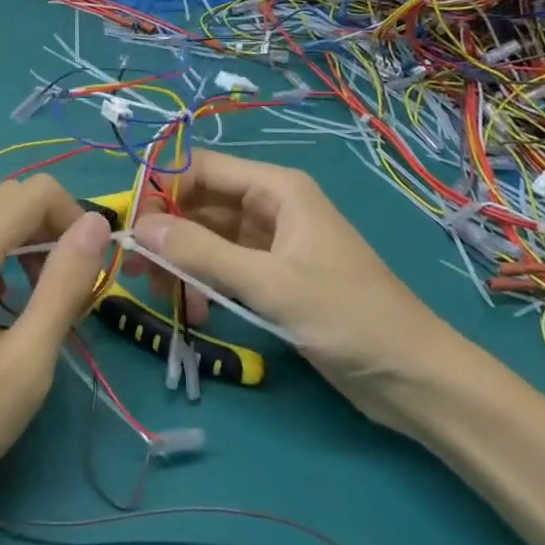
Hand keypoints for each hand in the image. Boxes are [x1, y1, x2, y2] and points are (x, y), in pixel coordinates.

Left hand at [0, 176, 110, 540]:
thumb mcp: (24, 368)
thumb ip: (64, 286)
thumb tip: (94, 225)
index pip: (33, 192)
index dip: (73, 216)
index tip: (88, 268)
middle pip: (7, 197)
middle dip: (48, 228)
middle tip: (65, 289)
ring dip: (19, 239)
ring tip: (35, 300)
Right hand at [130, 149, 465, 430]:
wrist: (412, 376)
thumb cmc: (346, 316)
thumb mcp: (268, 283)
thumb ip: (201, 252)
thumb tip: (138, 227)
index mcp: (276, 188)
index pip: (202, 169)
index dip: (162, 189)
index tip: (131, 227)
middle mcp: (271, 206)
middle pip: (201, 203)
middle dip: (168, 233)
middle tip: (138, 271)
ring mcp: (272, 243)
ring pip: (209, 238)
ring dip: (183, 263)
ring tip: (165, 298)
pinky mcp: (274, 276)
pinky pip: (225, 267)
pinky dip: (205, 283)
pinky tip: (197, 314)